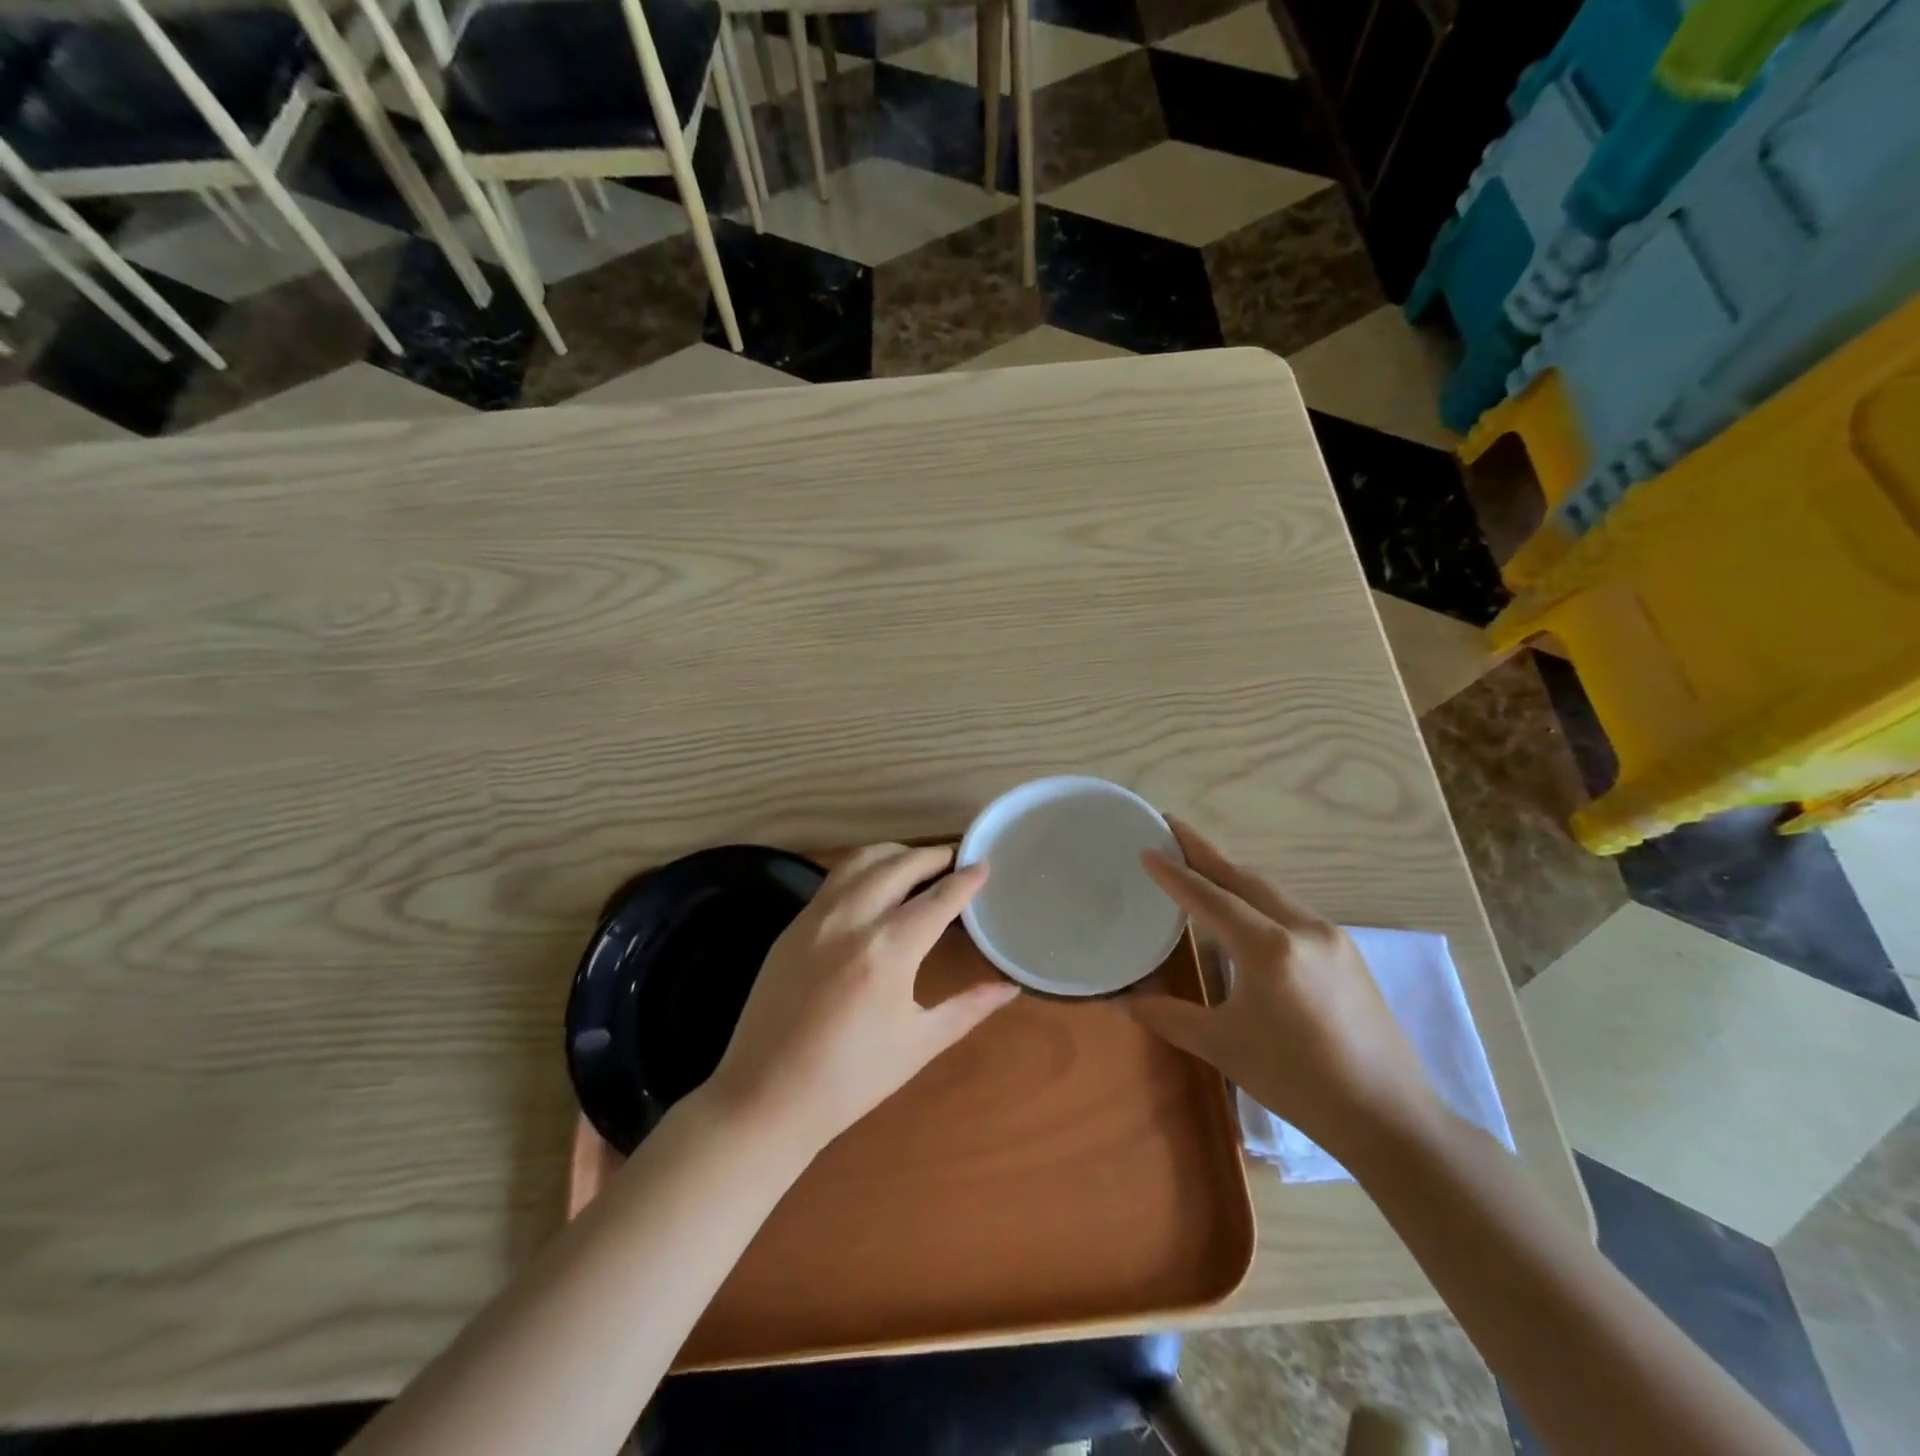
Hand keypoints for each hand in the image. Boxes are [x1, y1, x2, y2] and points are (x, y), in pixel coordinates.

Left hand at [705, 843, 1019, 1152]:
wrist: (766, 1097)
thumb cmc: (851, 1079)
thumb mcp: (919, 1044)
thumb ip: (969, 1008)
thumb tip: (1010, 986)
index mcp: (888, 951)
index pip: (938, 898)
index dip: (966, 879)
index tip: (985, 864)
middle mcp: (851, 920)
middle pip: (899, 865)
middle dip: (932, 856)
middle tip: (955, 858)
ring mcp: (815, 918)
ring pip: (861, 861)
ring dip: (894, 853)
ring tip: (917, 862)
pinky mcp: (792, 925)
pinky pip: (834, 880)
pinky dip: (863, 868)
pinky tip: (874, 883)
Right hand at [1127, 820, 1439, 1155]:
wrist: (1390, 1118)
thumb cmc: (1297, 1081)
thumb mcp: (1223, 1047)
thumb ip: (1170, 1016)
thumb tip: (1127, 1000)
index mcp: (1268, 948)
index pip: (1209, 898)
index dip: (1174, 873)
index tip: (1147, 848)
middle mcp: (1302, 929)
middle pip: (1244, 879)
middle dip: (1206, 852)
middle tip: (1173, 827)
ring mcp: (1332, 938)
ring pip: (1272, 892)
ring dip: (1234, 875)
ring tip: (1203, 863)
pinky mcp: (1348, 954)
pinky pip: (1293, 912)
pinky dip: (1261, 899)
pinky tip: (1249, 911)